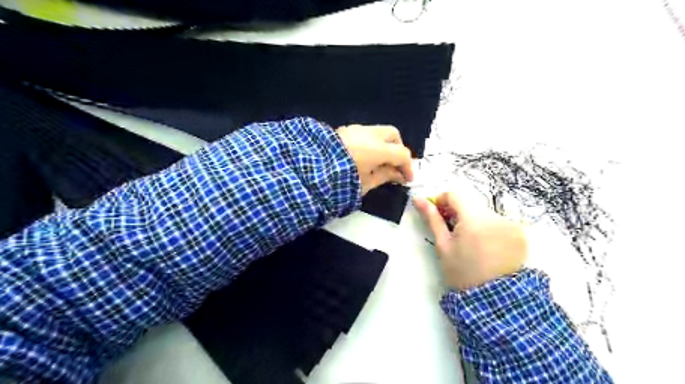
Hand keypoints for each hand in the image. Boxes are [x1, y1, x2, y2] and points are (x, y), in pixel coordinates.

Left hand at [337, 125, 411, 193]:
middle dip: (397, 149)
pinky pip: (365, 133)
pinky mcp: (345, 130)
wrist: (311, 170)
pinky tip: (365, 157)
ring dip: (384, 145)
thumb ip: (385, 176)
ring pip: (378, 131)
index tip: (406, 180)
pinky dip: (371, 142)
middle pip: (393, 135)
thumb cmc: (341, 181)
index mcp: (378, 149)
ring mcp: (356, 130)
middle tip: (395, 165)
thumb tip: (398, 175)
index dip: (408, 167)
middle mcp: (369, 134)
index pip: (402, 153)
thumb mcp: (366, 183)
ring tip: (379, 162)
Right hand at [411, 186, 528, 289]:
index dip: (442, 200)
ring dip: (472, 220)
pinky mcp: (519, 233)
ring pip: (483, 212)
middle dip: (457, 212)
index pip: (455, 195)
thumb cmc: (462, 272)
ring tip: (468, 241)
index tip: (436, 213)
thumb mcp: (443, 245)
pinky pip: (497, 222)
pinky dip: (487, 228)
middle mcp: (496, 217)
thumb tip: (419, 199)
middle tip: (449, 230)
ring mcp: (510, 225)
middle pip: (470, 204)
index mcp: (474, 219)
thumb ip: (432, 219)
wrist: (493, 299)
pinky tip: (484, 245)